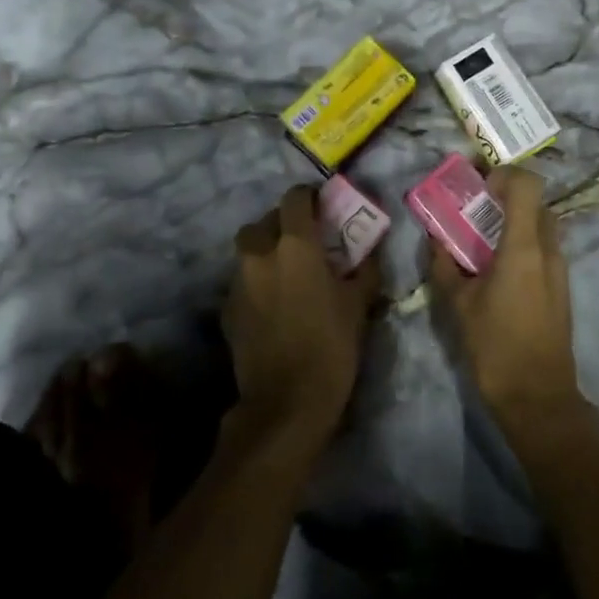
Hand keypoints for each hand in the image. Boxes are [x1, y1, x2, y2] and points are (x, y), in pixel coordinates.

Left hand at [226, 184, 379, 451]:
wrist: (286, 403)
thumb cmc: (331, 346)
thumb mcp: (359, 304)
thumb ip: (365, 268)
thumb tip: (371, 249)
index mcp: (295, 245)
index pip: (295, 198)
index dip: (309, 196)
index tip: (322, 205)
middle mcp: (261, 254)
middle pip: (264, 221)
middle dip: (281, 223)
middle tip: (302, 240)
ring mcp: (239, 282)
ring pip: (248, 250)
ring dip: (265, 251)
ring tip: (285, 271)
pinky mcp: (227, 309)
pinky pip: (241, 280)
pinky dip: (255, 281)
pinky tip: (272, 302)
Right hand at [428, 167, 584, 440]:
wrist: (539, 398)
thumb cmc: (495, 347)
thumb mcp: (458, 304)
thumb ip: (444, 265)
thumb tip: (434, 238)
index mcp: (524, 247)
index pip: (527, 184)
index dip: (504, 175)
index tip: (478, 187)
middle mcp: (549, 249)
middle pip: (536, 202)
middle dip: (507, 198)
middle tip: (476, 211)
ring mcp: (560, 269)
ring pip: (542, 225)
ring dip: (516, 222)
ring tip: (484, 241)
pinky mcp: (562, 287)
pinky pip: (545, 248)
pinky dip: (524, 244)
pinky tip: (499, 269)